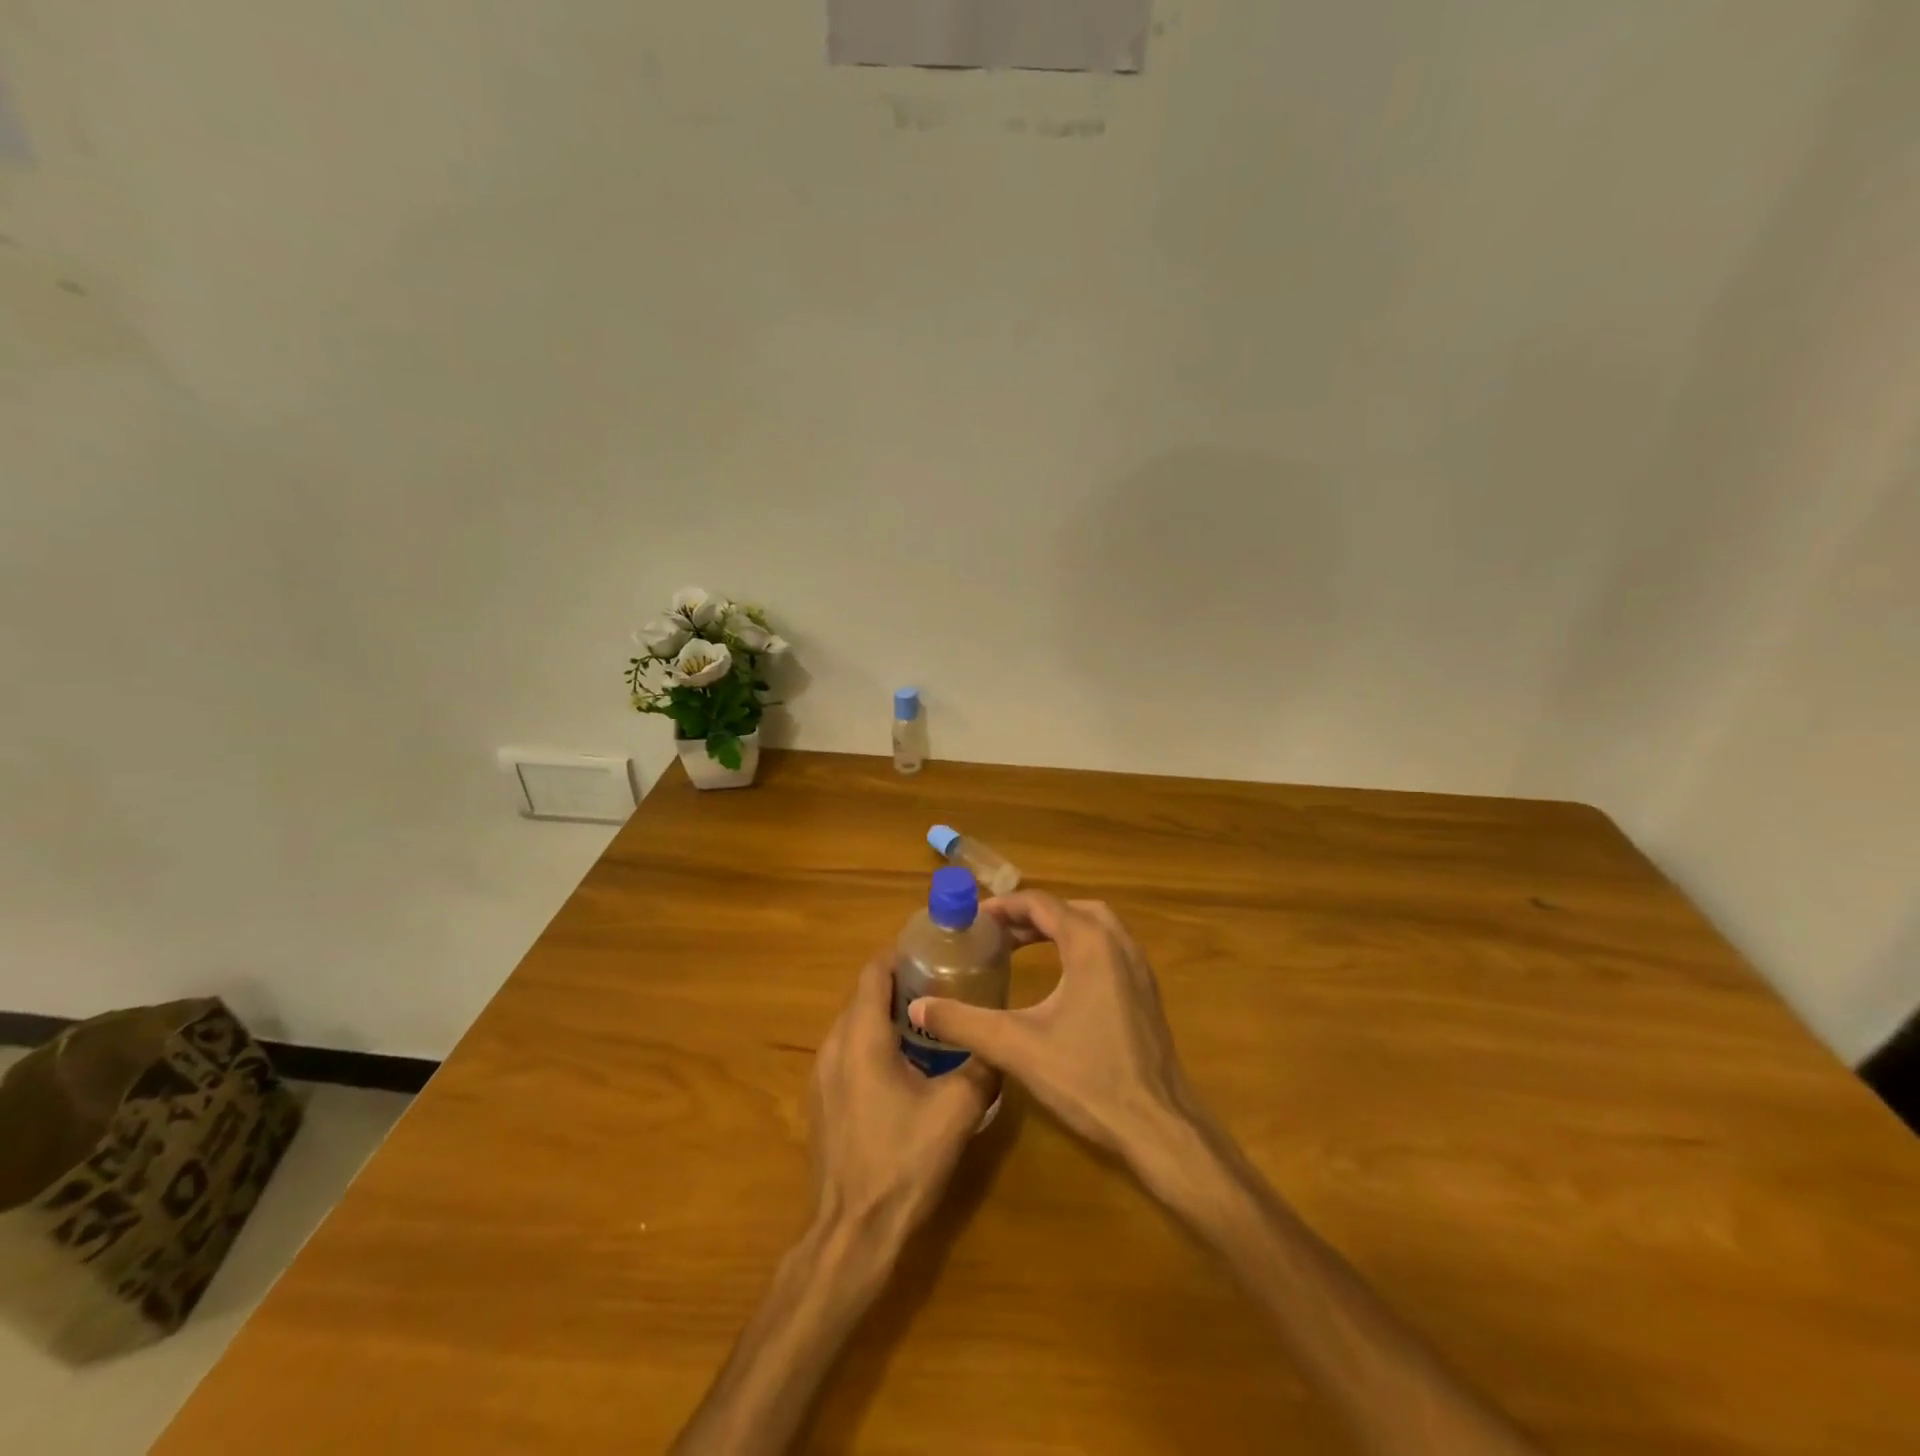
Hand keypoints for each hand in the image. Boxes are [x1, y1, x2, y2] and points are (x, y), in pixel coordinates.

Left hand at [809, 950, 996, 1246]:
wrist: (852, 1233)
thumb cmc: (902, 1163)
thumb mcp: (956, 1111)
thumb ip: (982, 1067)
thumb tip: (1003, 1042)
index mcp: (861, 1036)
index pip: (874, 971)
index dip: (902, 953)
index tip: (935, 949)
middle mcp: (833, 1045)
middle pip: (865, 995)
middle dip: (902, 983)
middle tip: (945, 982)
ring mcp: (822, 1074)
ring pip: (856, 1024)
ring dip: (888, 1014)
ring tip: (932, 1020)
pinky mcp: (823, 1100)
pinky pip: (849, 1052)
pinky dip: (875, 1042)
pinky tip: (907, 1065)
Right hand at [907, 891, 1195, 1163]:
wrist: (1158, 1126)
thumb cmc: (1087, 1078)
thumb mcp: (1016, 1047)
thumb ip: (963, 1022)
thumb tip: (918, 1006)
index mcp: (1090, 943)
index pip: (1041, 904)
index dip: (1003, 907)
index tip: (973, 920)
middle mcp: (1118, 944)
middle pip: (1068, 909)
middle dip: (1029, 916)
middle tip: (995, 935)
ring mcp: (1139, 967)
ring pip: (1093, 926)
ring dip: (1057, 929)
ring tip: (1022, 947)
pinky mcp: (1147, 992)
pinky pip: (1108, 949)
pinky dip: (1079, 947)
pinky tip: (1060, 980)